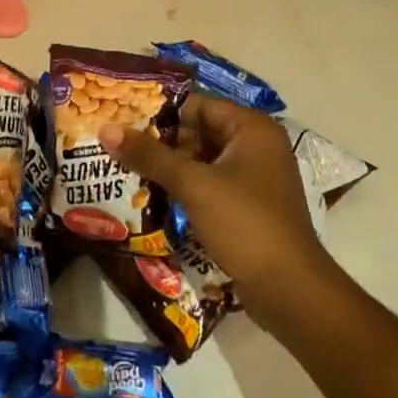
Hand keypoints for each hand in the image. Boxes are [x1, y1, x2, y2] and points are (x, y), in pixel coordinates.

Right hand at [101, 96, 326, 293]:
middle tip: (120, 144)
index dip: (160, 111)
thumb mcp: (193, 185)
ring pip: (203, 159)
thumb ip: (149, 155)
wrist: (291, 291)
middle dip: (161, 140)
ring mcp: (255, 178)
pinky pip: (210, 183)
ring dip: (170, 165)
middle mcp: (257, 146)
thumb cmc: (245, 224)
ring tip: (128, 168)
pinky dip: (185, 186)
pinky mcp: (249, 205)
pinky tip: (154, 194)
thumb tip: (106, 129)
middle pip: (200, 131)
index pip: (198, 105)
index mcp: (252, 129)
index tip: (122, 118)